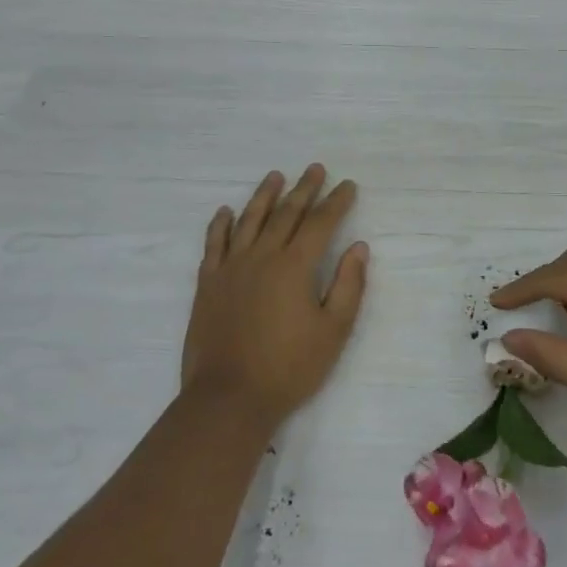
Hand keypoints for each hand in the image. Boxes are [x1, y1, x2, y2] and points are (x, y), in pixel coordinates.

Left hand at [183, 165, 368, 430]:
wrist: (229, 398)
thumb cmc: (289, 368)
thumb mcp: (333, 332)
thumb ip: (348, 286)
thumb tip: (359, 247)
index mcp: (295, 266)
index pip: (321, 223)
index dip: (336, 202)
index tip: (347, 185)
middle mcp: (262, 256)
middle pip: (286, 213)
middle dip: (304, 189)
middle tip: (315, 168)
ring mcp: (231, 268)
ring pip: (249, 220)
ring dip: (264, 195)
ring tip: (275, 176)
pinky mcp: (208, 284)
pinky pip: (214, 244)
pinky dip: (220, 225)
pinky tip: (225, 212)